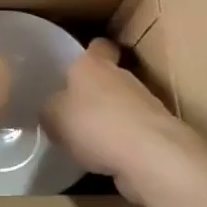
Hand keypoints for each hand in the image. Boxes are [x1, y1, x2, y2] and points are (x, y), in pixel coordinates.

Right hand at [41, 39, 206, 206]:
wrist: (149, 155)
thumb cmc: (95, 124)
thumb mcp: (54, 117)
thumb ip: (50, 109)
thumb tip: (52, 110)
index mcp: (94, 64)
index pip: (97, 46)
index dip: (89, 53)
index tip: (76, 65)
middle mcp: (122, 77)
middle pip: (108, 78)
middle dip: (94, 93)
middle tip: (73, 111)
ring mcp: (144, 104)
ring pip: (121, 106)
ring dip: (108, 119)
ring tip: (87, 141)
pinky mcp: (156, 132)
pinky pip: (131, 132)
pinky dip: (120, 143)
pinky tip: (105, 159)